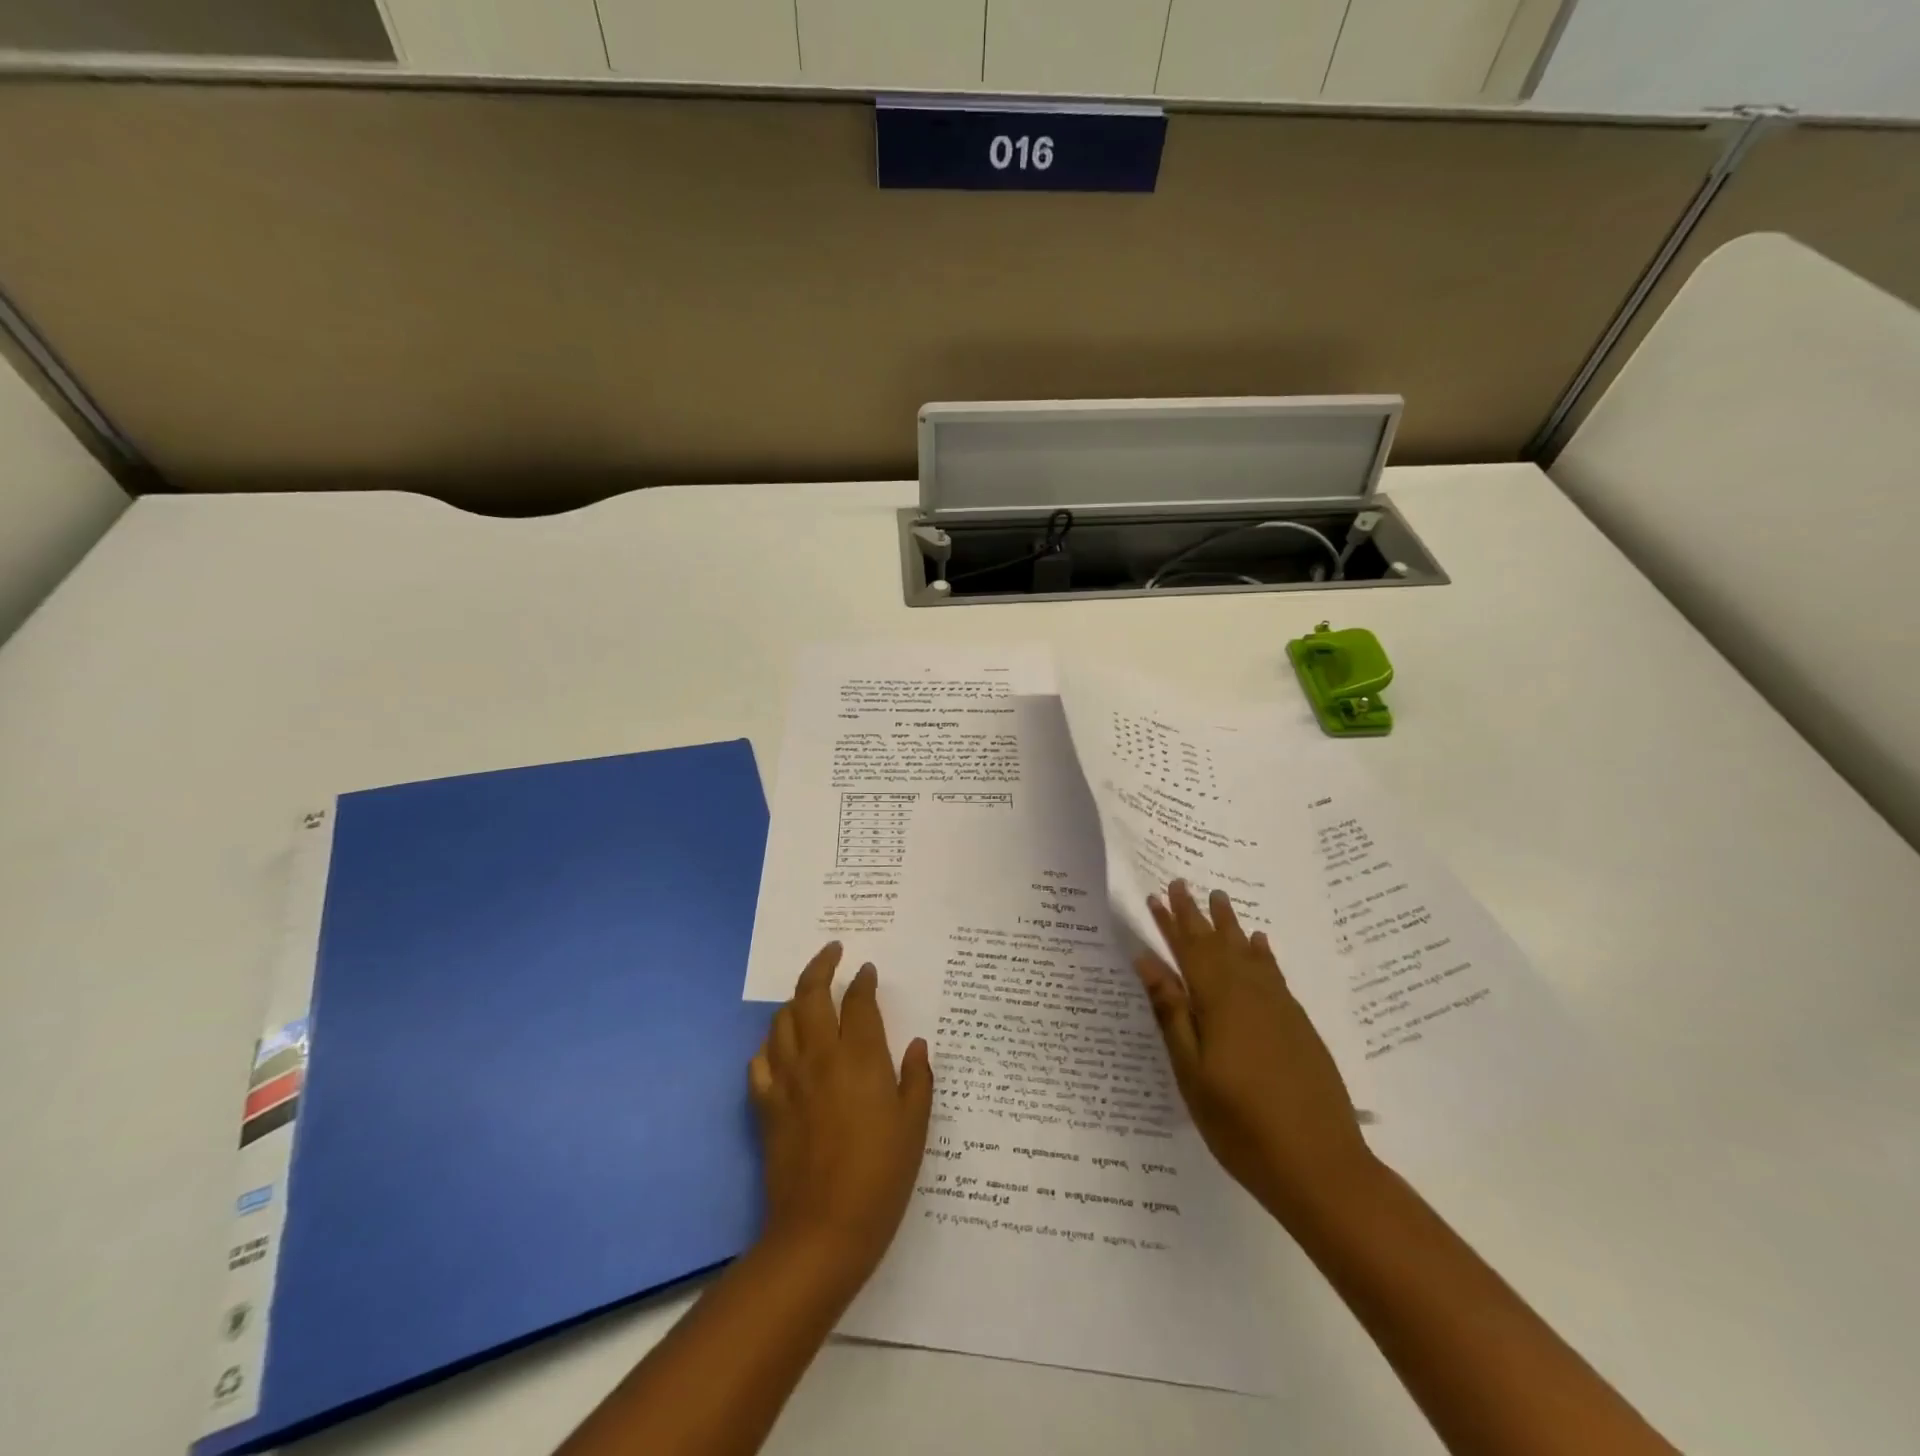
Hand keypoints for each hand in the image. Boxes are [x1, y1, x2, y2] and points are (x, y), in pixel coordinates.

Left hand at [749, 944, 932, 1288]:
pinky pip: (761, 1061)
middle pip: (810, 995)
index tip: (867, 969)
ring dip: (795, 1000)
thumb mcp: (915, 1126)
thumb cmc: (880, 1177)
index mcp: (859, 1057)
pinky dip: (770, 1044)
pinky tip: (781, 1047)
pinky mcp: (766, 1106)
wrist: (822, 1232)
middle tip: (832, 952)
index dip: (862, 980)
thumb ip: (917, 1078)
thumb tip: (917, 1044)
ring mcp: (787, 1080)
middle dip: (821, 966)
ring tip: (808, 996)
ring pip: (782, 1021)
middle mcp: (819, 1057)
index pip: (857, 1001)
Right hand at [1137, 881, 1373, 1221]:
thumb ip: (1171, 1012)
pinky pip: (1274, 973)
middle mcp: (1250, 994)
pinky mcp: (1298, 1025)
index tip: (1156, 895)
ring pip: (1248, 952)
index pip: (1189, 950)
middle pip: (1218, 944)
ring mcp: (1279, 1008)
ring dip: (1230, 925)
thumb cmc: (1241, 1124)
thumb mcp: (1191, 1071)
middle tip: (1182, 882)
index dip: (1171, 922)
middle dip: (1197, 914)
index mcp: (1218, 1002)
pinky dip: (1262, 953)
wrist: (1321, 1167)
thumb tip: (1147, 961)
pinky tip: (1259, 943)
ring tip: (1219, 898)